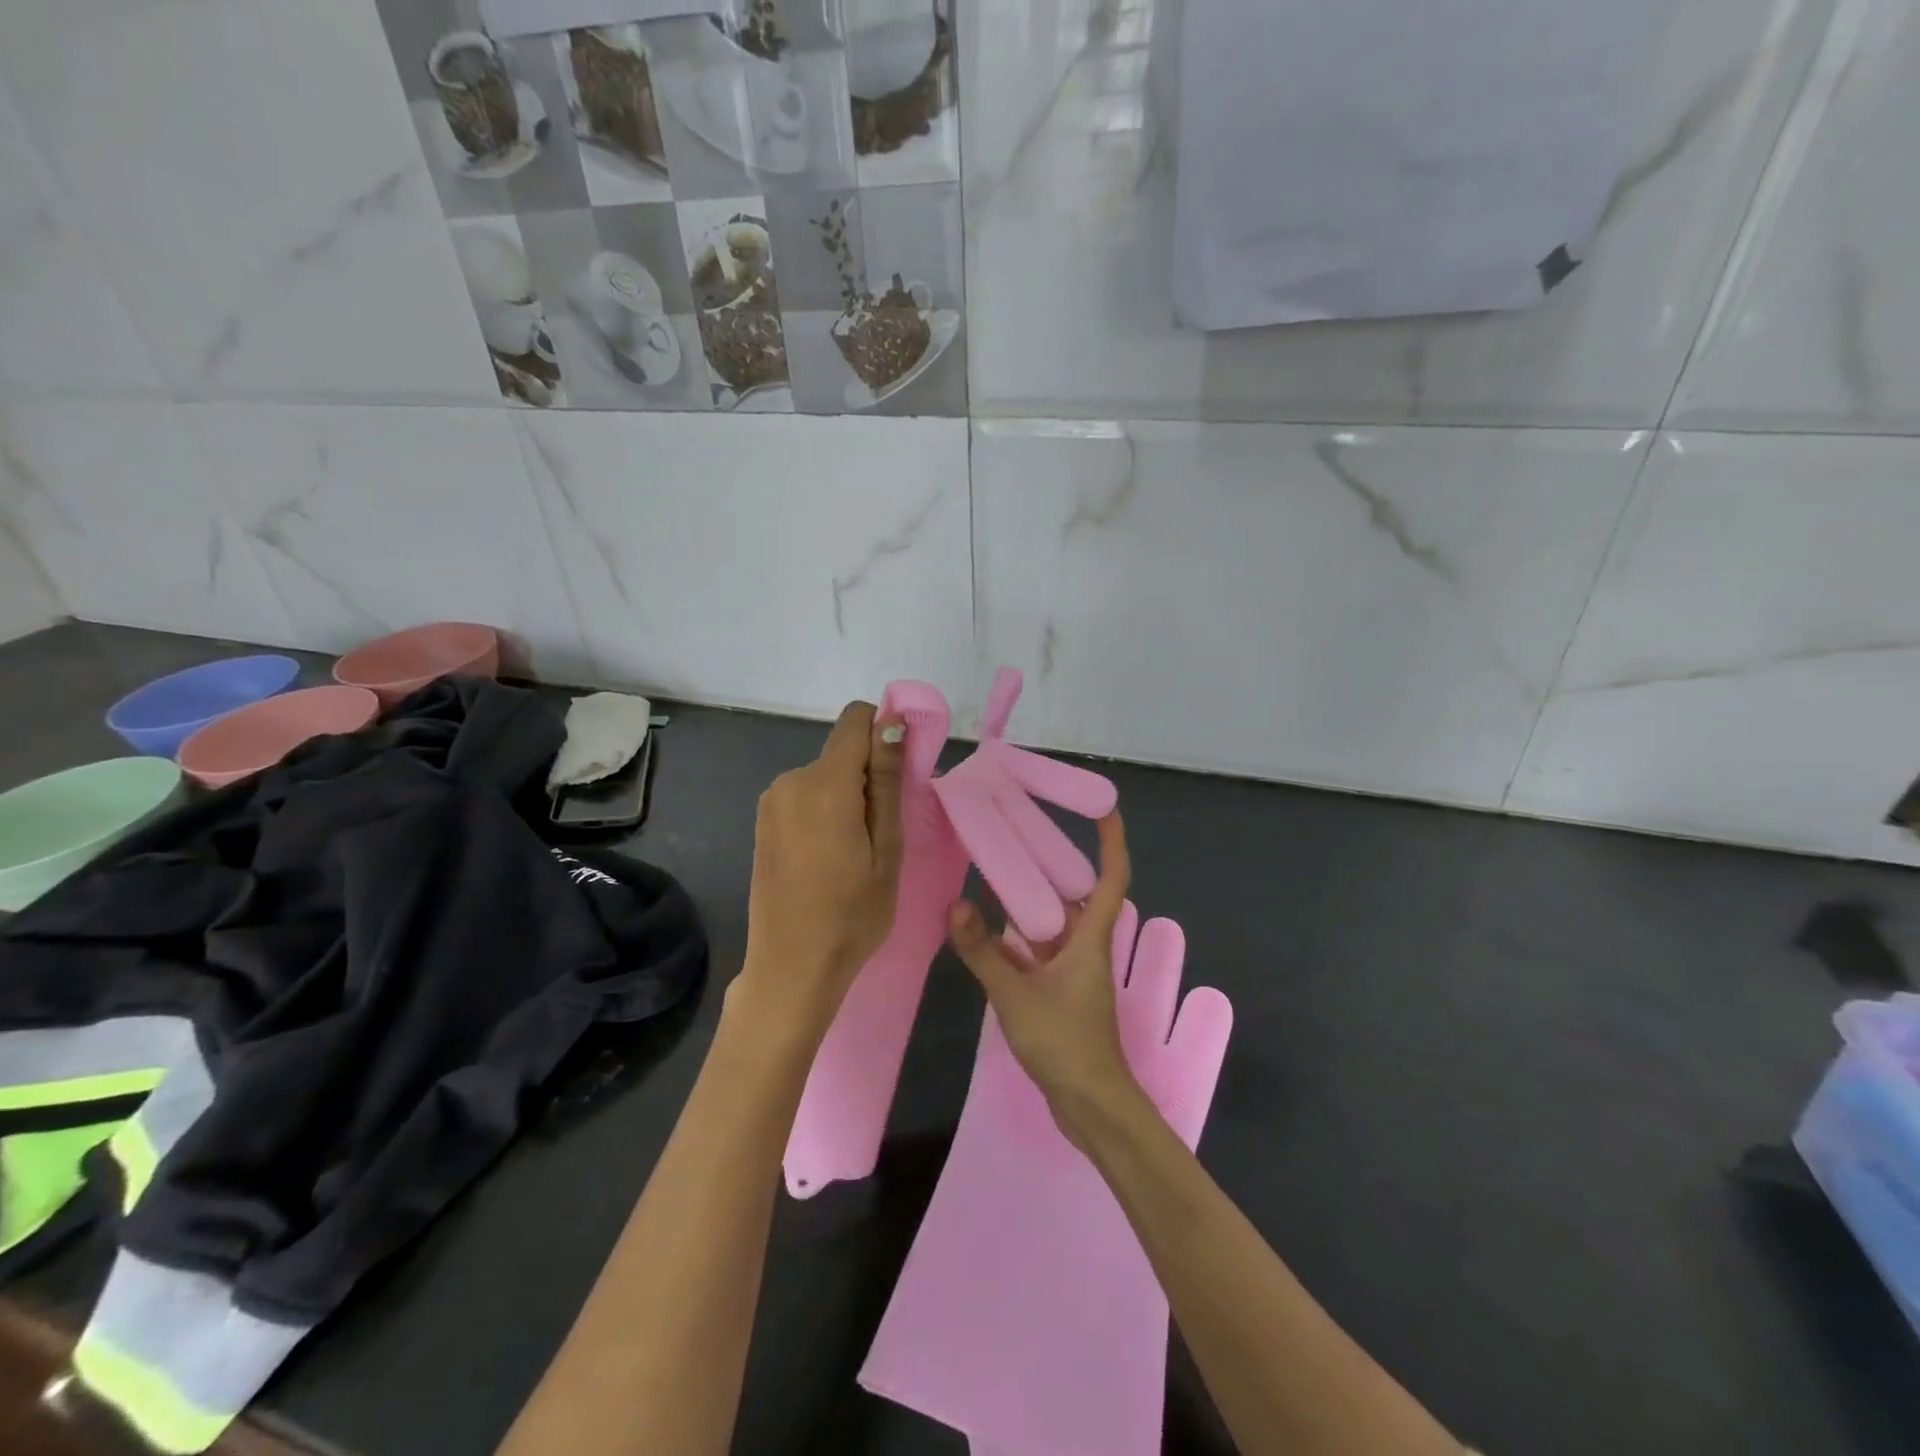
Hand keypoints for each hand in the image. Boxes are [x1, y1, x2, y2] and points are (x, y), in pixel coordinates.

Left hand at [738, 701, 905, 1042]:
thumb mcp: (887, 848)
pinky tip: (829, 857)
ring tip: (857, 851)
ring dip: (847, 797)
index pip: (856, 720)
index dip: (884, 732)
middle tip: (884, 833)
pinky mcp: (764, 823)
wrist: (791, 968)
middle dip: (868, 776)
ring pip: (825, 776)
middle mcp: (791, 780)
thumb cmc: (852, 914)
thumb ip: (887, 780)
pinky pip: (805, 797)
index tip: (900, 774)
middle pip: (842, 752)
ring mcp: (772, 802)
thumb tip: (891, 722)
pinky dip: (825, 812)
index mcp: (824, 783)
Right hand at [947, 813, 1139, 1144]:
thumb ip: (983, 951)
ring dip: (1037, 898)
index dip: (1112, 840)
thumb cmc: (1064, 1042)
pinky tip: (992, 928)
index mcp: (1092, 937)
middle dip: (1059, 861)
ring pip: (1059, 922)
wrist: (1090, 1104)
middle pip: (1080, 893)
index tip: (1104, 807)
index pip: (1113, 876)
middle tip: (1026, 830)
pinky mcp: (1064, 991)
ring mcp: (1076, 970)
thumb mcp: (1016, 993)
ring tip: (1002, 869)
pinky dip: (1023, 935)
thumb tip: (955, 905)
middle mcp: (1089, 946)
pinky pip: (1044, 948)